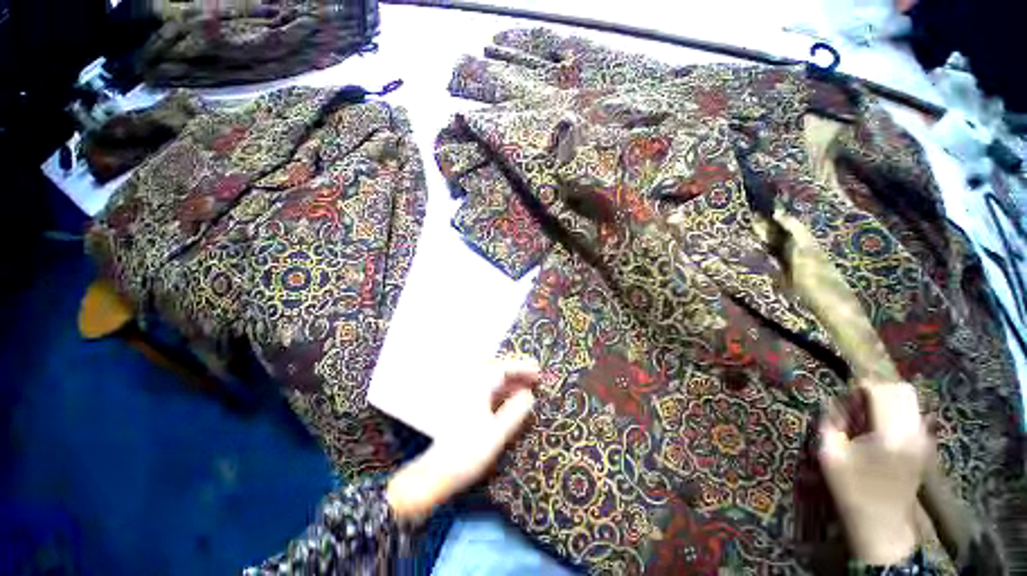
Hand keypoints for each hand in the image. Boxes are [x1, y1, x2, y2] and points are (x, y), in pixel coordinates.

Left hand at [385, 357, 538, 522]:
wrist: (436, 474)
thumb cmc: (468, 454)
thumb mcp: (497, 434)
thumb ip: (515, 412)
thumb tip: (529, 394)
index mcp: (476, 389)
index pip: (502, 369)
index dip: (521, 367)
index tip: (537, 370)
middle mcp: (470, 387)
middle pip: (496, 371)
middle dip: (516, 372)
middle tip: (535, 377)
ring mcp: (466, 397)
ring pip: (492, 381)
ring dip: (510, 382)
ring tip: (527, 387)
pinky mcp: (465, 407)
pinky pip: (487, 391)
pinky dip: (501, 392)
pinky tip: (510, 399)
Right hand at [818, 381, 932, 564]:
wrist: (882, 524)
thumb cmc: (852, 490)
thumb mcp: (829, 454)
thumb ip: (829, 422)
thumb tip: (833, 402)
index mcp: (889, 433)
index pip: (879, 390)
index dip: (859, 386)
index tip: (845, 396)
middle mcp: (913, 431)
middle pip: (900, 390)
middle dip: (876, 389)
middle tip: (856, 404)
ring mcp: (923, 439)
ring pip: (909, 400)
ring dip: (886, 400)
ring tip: (867, 417)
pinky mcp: (925, 446)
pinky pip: (914, 415)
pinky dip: (896, 412)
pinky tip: (880, 428)